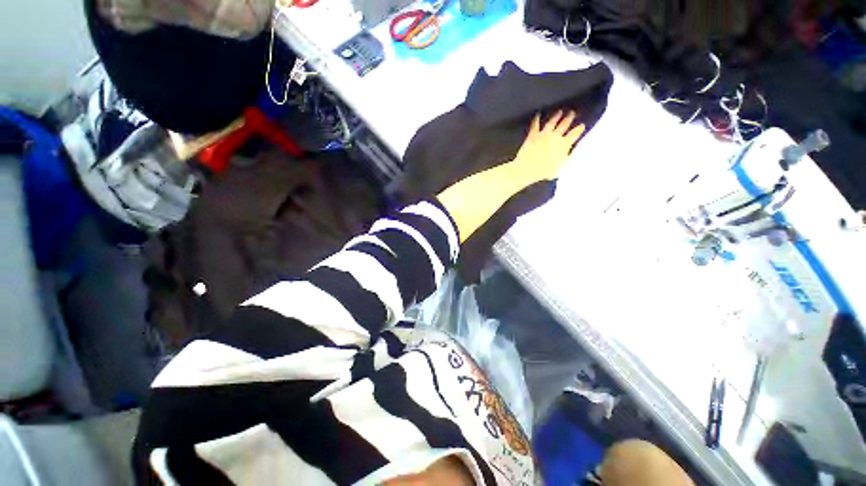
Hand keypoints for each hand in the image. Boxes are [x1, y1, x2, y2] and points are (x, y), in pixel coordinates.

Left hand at [511, 111, 585, 183]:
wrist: (528, 168)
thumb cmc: (544, 172)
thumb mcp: (561, 168)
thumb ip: (567, 158)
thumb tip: (570, 152)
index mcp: (564, 144)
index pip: (575, 134)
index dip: (579, 129)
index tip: (582, 126)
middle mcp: (555, 137)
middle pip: (564, 124)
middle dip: (569, 118)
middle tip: (572, 113)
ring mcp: (544, 134)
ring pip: (552, 122)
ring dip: (556, 116)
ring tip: (560, 112)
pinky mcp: (533, 135)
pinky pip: (535, 125)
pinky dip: (536, 119)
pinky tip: (537, 115)